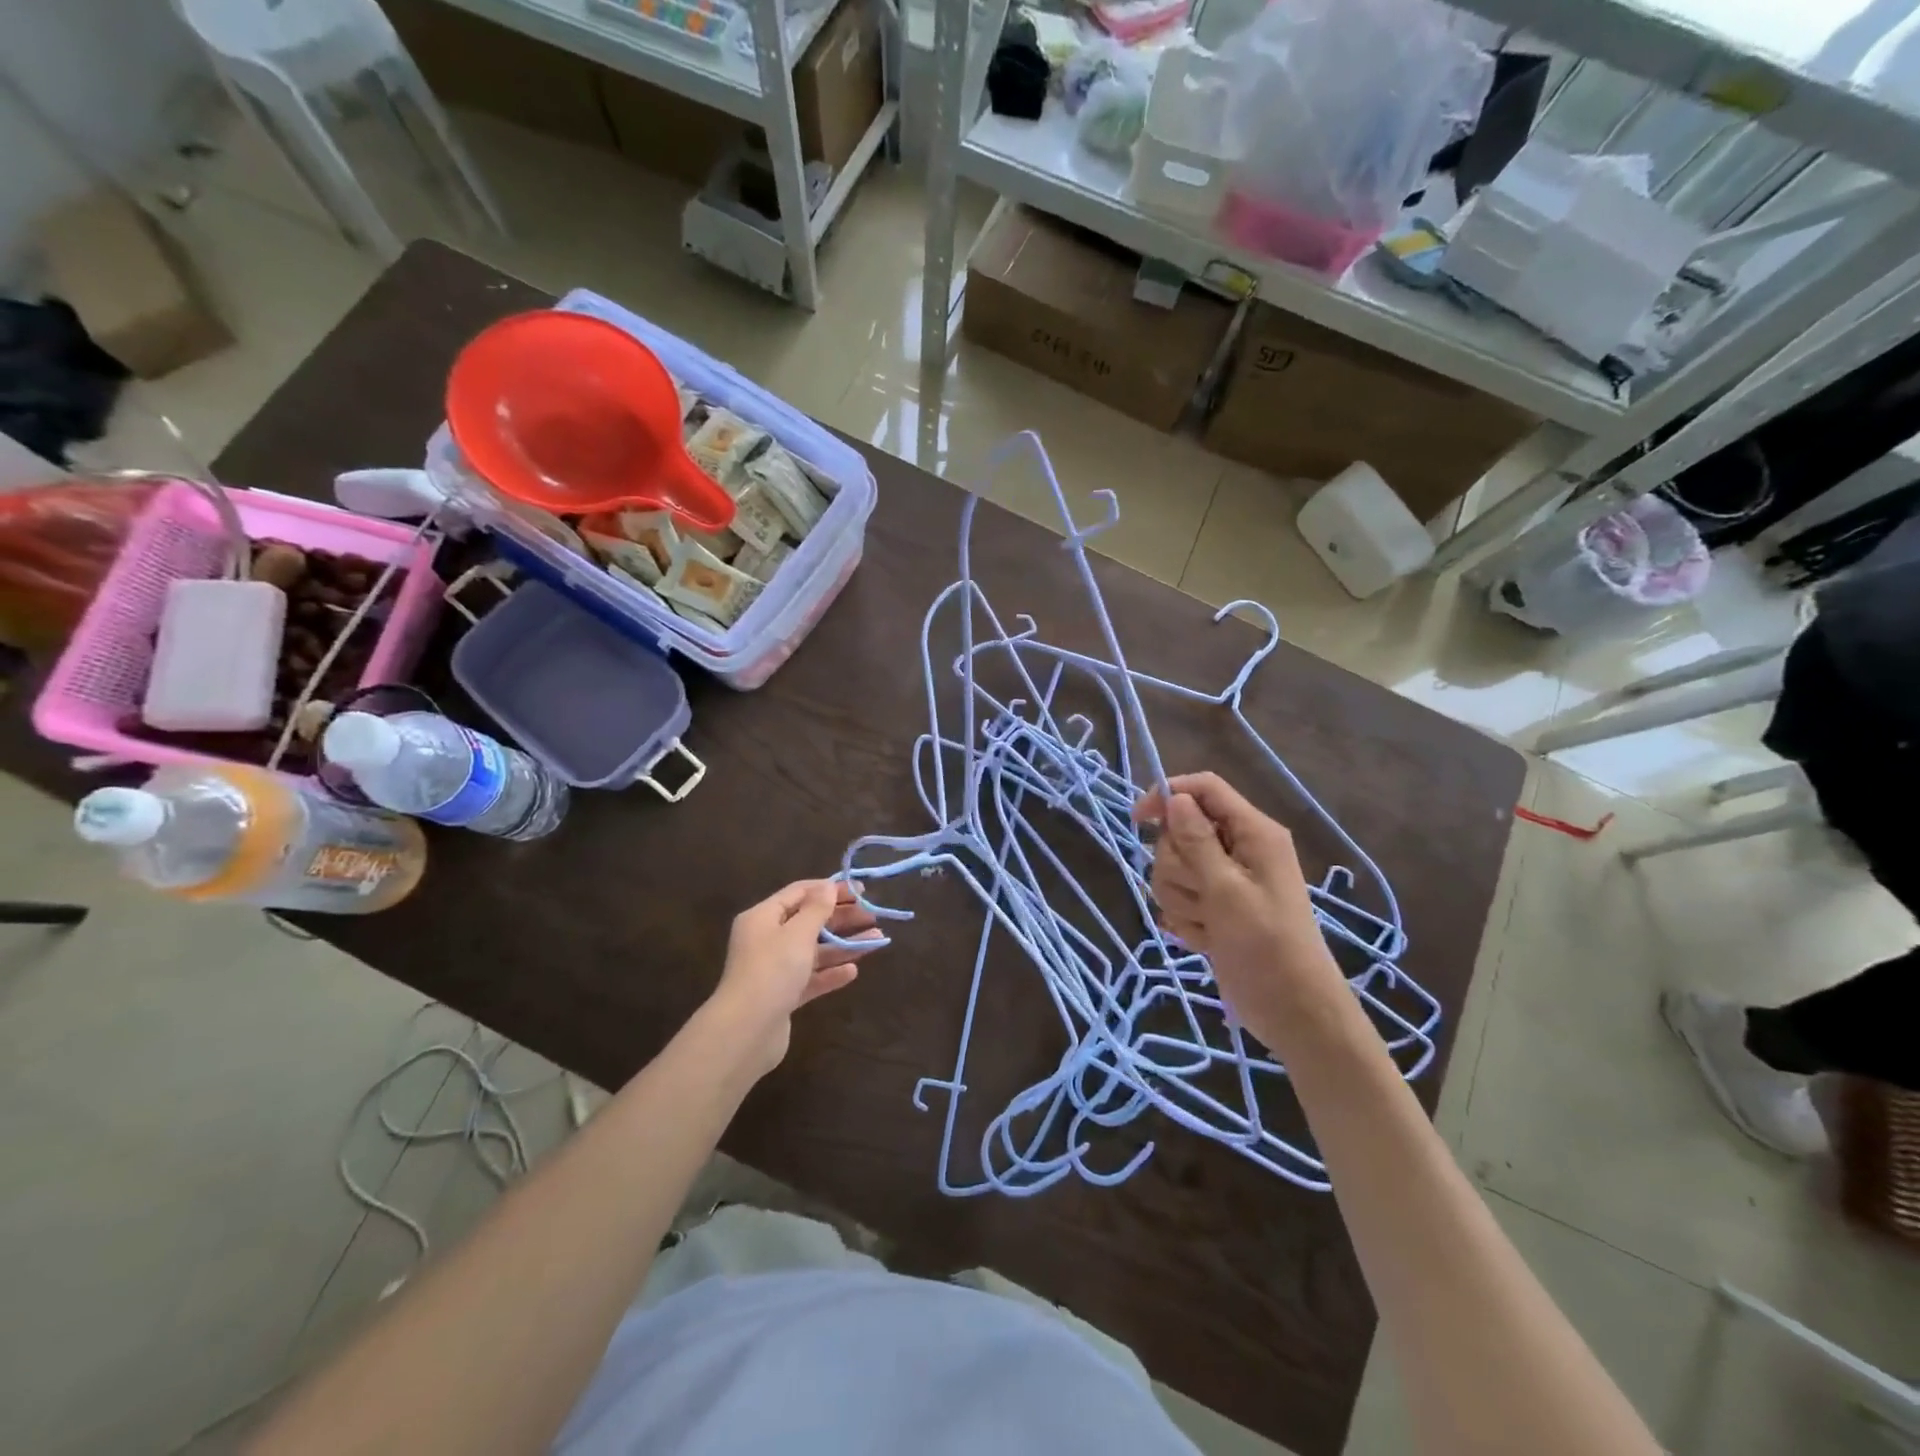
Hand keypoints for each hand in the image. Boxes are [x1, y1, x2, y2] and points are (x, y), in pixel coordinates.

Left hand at [710, 879, 882, 1075]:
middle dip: (841, 917)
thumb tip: (828, 886)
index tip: (861, 890)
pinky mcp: (783, 996)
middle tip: (873, 916)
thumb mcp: (798, 934)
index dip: (829, 889)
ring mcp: (775, 970)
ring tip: (877, 940)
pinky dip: (831, 973)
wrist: (746, 1032)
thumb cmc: (772, 971)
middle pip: (809, 921)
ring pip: (814, 951)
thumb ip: (817, 909)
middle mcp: (767, 940)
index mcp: (763, 917)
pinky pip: (811, 978)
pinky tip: (853, 971)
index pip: (799, 892)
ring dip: (843, 944)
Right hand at [1133, 773, 1347, 1053]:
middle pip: (1180, 831)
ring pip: (1173, 868)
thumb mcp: (1227, 890)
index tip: (1138, 821)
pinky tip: (1205, 939)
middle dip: (1177, 866)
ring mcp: (1226, 881)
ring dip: (1181, 898)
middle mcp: (1239, 849)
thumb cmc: (1266, 945)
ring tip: (1208, 924)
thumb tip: (1175, 797)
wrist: (1292, 1011)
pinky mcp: (1216, 908)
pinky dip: (1186, 919)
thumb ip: (1197, 842)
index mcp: (1253, 832)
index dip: (1168, 795)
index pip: (1204, 789)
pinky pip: (1180, 898)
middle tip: (1202, 895)